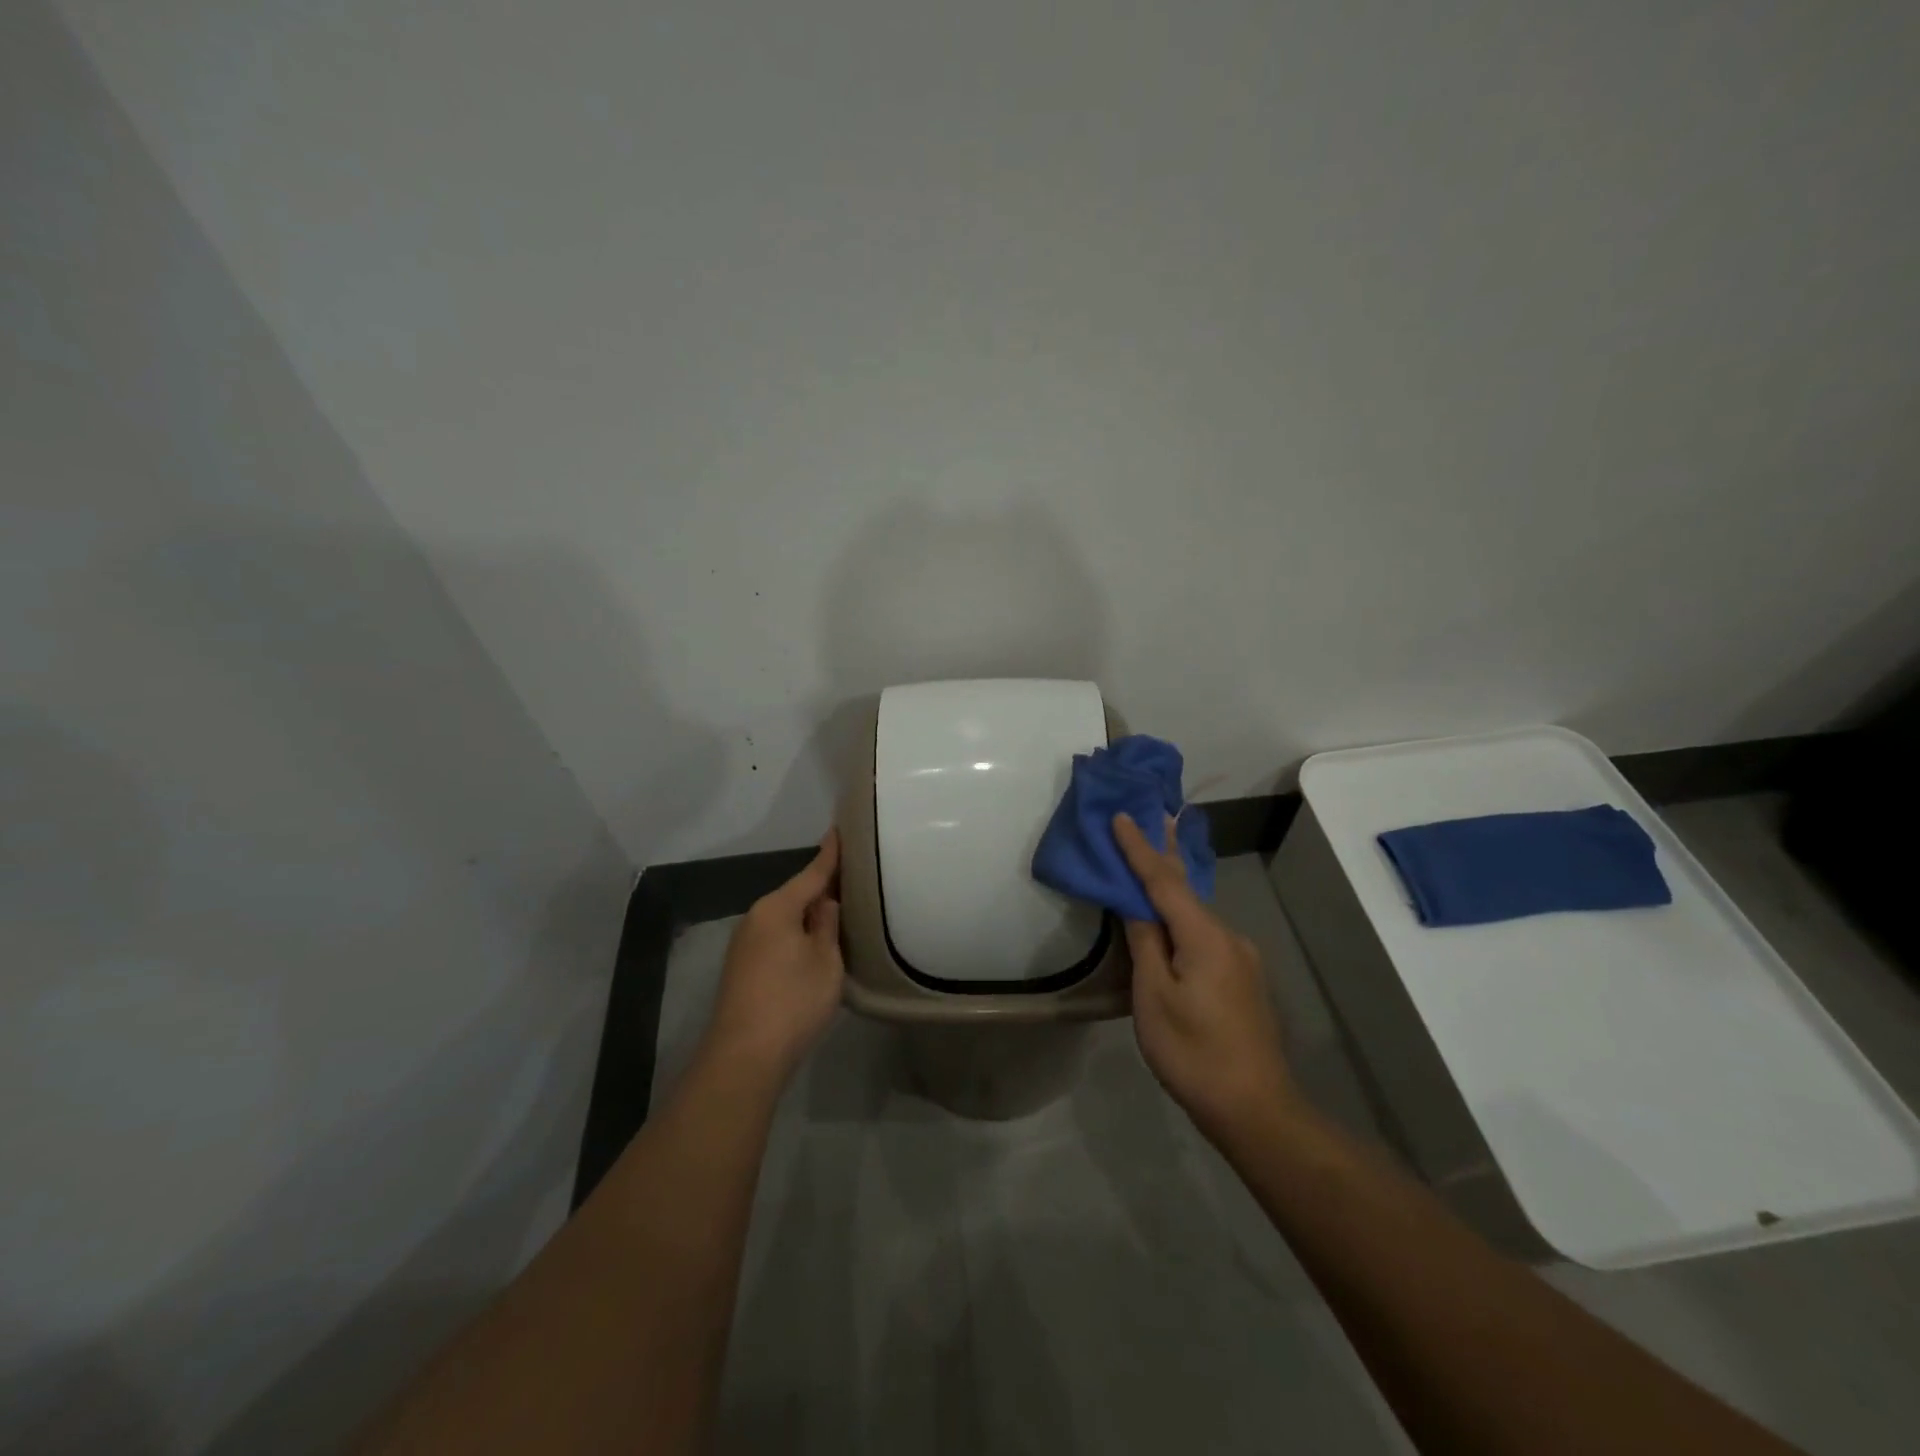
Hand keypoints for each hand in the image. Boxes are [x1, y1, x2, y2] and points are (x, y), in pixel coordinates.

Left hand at [702, 830, 844, 1083]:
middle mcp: (756, 918)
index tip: (840, 830)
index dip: (830, 854)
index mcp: (777, 908)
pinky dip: (797, 934)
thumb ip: (828, 924)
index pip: (811, 872)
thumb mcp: (826, 959)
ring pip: (786, 918)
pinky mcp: (743, 968)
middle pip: (796, 894)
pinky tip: (813, 943)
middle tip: (853, 878)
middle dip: (822, 887)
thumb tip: (825, 902)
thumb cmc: (792, 1001)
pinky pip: (777, 937)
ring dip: (809, 914)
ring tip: (840, 910)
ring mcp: (745, 944)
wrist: (744, 1057)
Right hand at [1114, 813, 1297, 1146]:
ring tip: (1150, 868)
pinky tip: (1170, 927)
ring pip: (1196, 916)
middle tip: (1151, 817)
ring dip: (1170, 892)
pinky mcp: (1244, 979)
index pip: (1164, 880)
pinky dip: (1182, 921)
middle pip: (1186, 889)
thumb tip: (1136, 906)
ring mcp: (1242, 958)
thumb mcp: (1154, 997)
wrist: (1256, 1109)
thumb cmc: (1193, 1052)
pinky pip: (1205, 936)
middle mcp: (1229, 936)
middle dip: (1164, 854)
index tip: (1122, 816)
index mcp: (1205, 936)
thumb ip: (1145, 943)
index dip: (1139, 848)